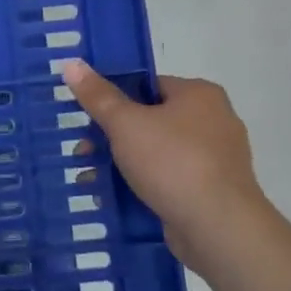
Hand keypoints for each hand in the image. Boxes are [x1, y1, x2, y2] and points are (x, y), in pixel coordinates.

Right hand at [64, 59, 270, 264]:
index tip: (87, 116)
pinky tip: (114, 197)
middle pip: (150, 120)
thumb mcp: (125, 123)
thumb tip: (71, 63)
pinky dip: (143, 185)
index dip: (114, 98)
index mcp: (199, 95)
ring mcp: (216, 159)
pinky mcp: (213, 191)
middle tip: (82, 151)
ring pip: (157, 153)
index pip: (148, 85)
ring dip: (122, 164)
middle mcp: (214, 121)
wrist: (218, 227)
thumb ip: (98, 95)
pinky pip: (169, 180)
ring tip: (89, 178)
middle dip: (112, 137)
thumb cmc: (172, 162)